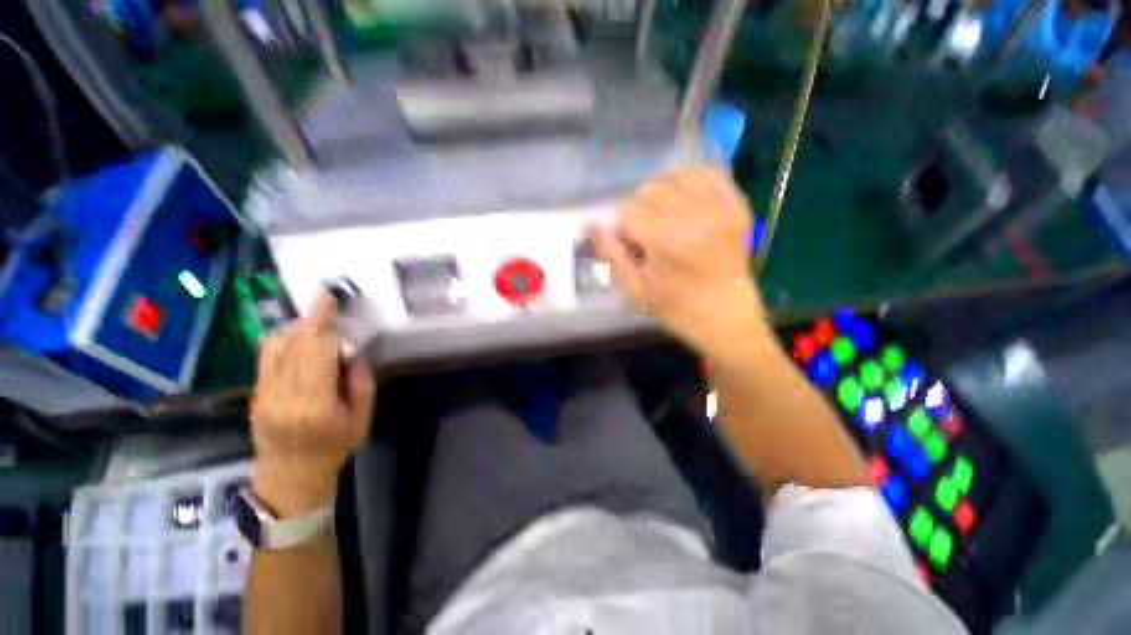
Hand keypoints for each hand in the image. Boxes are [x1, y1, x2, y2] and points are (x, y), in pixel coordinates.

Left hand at [250, 293, 375, 516]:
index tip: (326, 297)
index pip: (315, 352)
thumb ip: (360, 382)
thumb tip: (351, 352)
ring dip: (296, 329)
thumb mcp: (361, 418)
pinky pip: (266, 357)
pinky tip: (298, 341)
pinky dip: (283, 341)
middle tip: (327, 306)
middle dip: (312, 321)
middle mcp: (283, 394)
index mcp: (313, 403)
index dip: (321, 322)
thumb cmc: (333, 447)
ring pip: (275, 348)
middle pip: (295, 345)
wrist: (289, 475)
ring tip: (315, 325)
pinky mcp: (255, 394)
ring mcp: (264, 393)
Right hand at [589, 167, 766, 356]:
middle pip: (650, 188)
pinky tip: (683, 198)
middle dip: (639, 208)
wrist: (725, 314)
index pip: (628, 211)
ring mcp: (719, 207)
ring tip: (663, 213)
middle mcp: (695, 217)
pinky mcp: (736, 204)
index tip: (629, 242)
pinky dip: (689, 180)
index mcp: (667, 242)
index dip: (622, 226)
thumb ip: (611, 253)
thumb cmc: (676, 307)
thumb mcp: (635, 288)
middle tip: (645, 230)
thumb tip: (590, 223)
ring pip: (676, 174)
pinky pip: (708, 173)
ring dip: (661, 191)